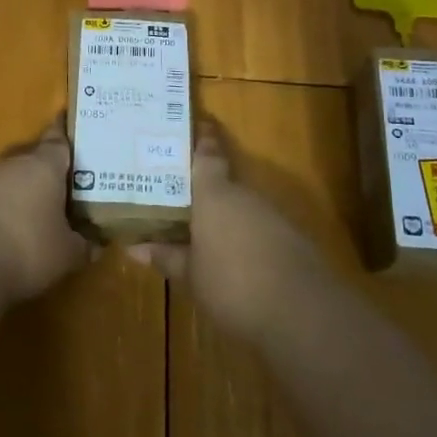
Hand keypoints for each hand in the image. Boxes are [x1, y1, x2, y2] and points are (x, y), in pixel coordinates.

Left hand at [0, 120, 87, 302]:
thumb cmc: (29, 248)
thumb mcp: (67, 253)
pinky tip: (6, 228)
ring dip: (19, 188)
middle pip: (33, 157)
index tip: (68, 125)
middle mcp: (13, 163)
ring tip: (33, 209)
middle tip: (60, 185)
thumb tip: (97, 243)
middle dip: (45, 169)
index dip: (64, 134)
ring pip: (8, 176)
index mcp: (44, 165)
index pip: (58, 140)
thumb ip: (84, 244)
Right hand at [128, 122, 322, 338]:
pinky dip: (248, 239)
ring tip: (207, 236)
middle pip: (225, 184)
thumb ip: (167, 257)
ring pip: (244, 209)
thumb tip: (135, 248)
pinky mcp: (293, 240)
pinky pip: (262, 230)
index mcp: (215, 195)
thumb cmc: (232, 284)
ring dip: (228, 219)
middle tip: (186, 200)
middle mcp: (245, 196)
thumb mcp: (191, 275)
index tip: (201, 125)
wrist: (301, 311)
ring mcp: (273, 217)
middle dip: (208, 192)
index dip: (204, 141)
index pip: (208, 157)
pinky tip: (238, 261)